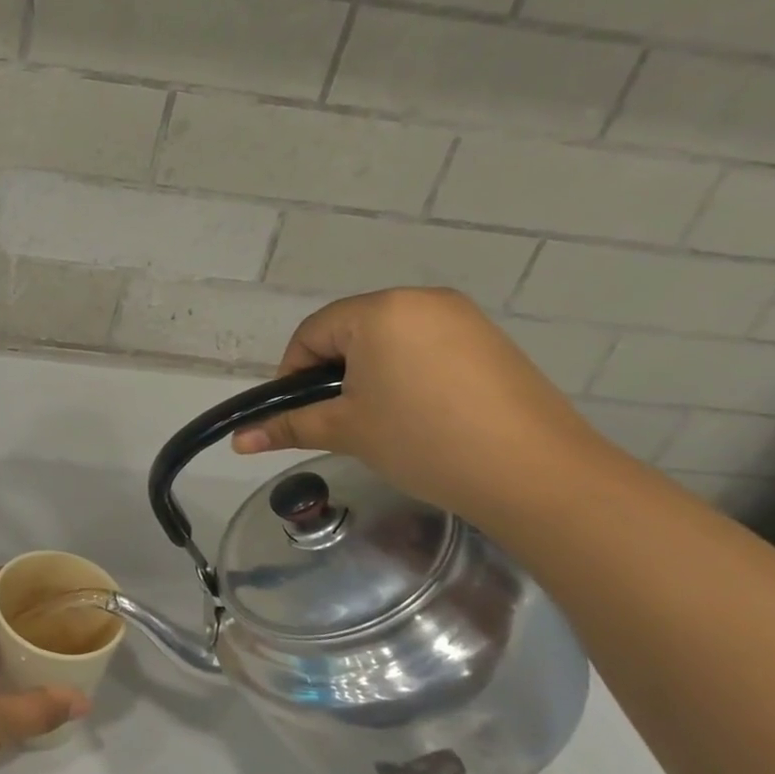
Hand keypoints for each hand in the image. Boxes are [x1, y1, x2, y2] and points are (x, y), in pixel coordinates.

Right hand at [230, 288, 605, 526]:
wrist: (536, 474)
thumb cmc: (424, 441)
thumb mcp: (347, 431)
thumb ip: (288, 426)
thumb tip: (238, 440)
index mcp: (379, 310)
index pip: (312, 333)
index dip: (292, 374)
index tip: (298, 414)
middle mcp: (421, 299)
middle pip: (351, 332)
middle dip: (334, 373)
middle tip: (338, 420)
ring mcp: (462, 318)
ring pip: (390, 340)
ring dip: (370, 374)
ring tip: (380, 421)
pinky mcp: (491, 342)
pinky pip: (428, 348)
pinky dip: (409, 374)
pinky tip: (422, 415)